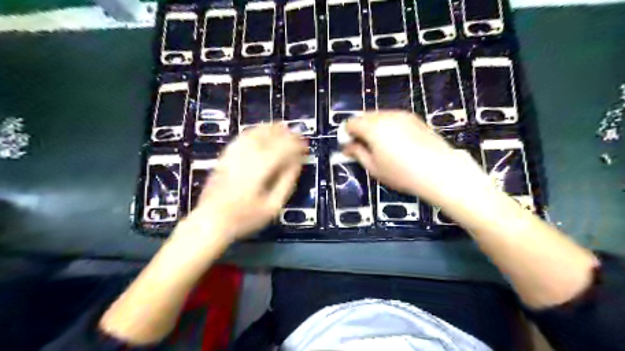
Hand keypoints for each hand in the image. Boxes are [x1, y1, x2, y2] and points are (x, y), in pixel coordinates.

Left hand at [189, 124, 308, 243]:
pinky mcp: (224, 157)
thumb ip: (286, 182)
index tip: (306, 145)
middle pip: (268, 137)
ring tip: (281, 126)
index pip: (282, 149)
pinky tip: (259, 131)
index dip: (296, 145)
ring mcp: (233, 156)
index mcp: (260, 169)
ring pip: (253, 134)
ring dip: (269, 128)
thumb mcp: (272, 206)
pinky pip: (240, 138)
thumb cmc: (245, 218)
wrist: (210, 221)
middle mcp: (246, 157)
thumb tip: (296, 164)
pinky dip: (252, 131)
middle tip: (296, 133)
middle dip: (285, 133)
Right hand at [343, 110, 490, 207]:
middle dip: (360, 129)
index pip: (351, 123)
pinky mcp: (415, 118)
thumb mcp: (374, 167)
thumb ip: (357, 153)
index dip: (346, 134)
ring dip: (373, 127)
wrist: (439, 171)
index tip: (349, 147)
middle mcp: (386, 116)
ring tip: (380, 146)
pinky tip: (396, 142)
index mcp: (373, 127)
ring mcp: (402, 115)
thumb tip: (347, 147)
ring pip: (379, 116)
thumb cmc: (402, 173)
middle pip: (364, 116)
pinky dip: (388, 126)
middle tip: (363, 147)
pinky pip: (393, 118)